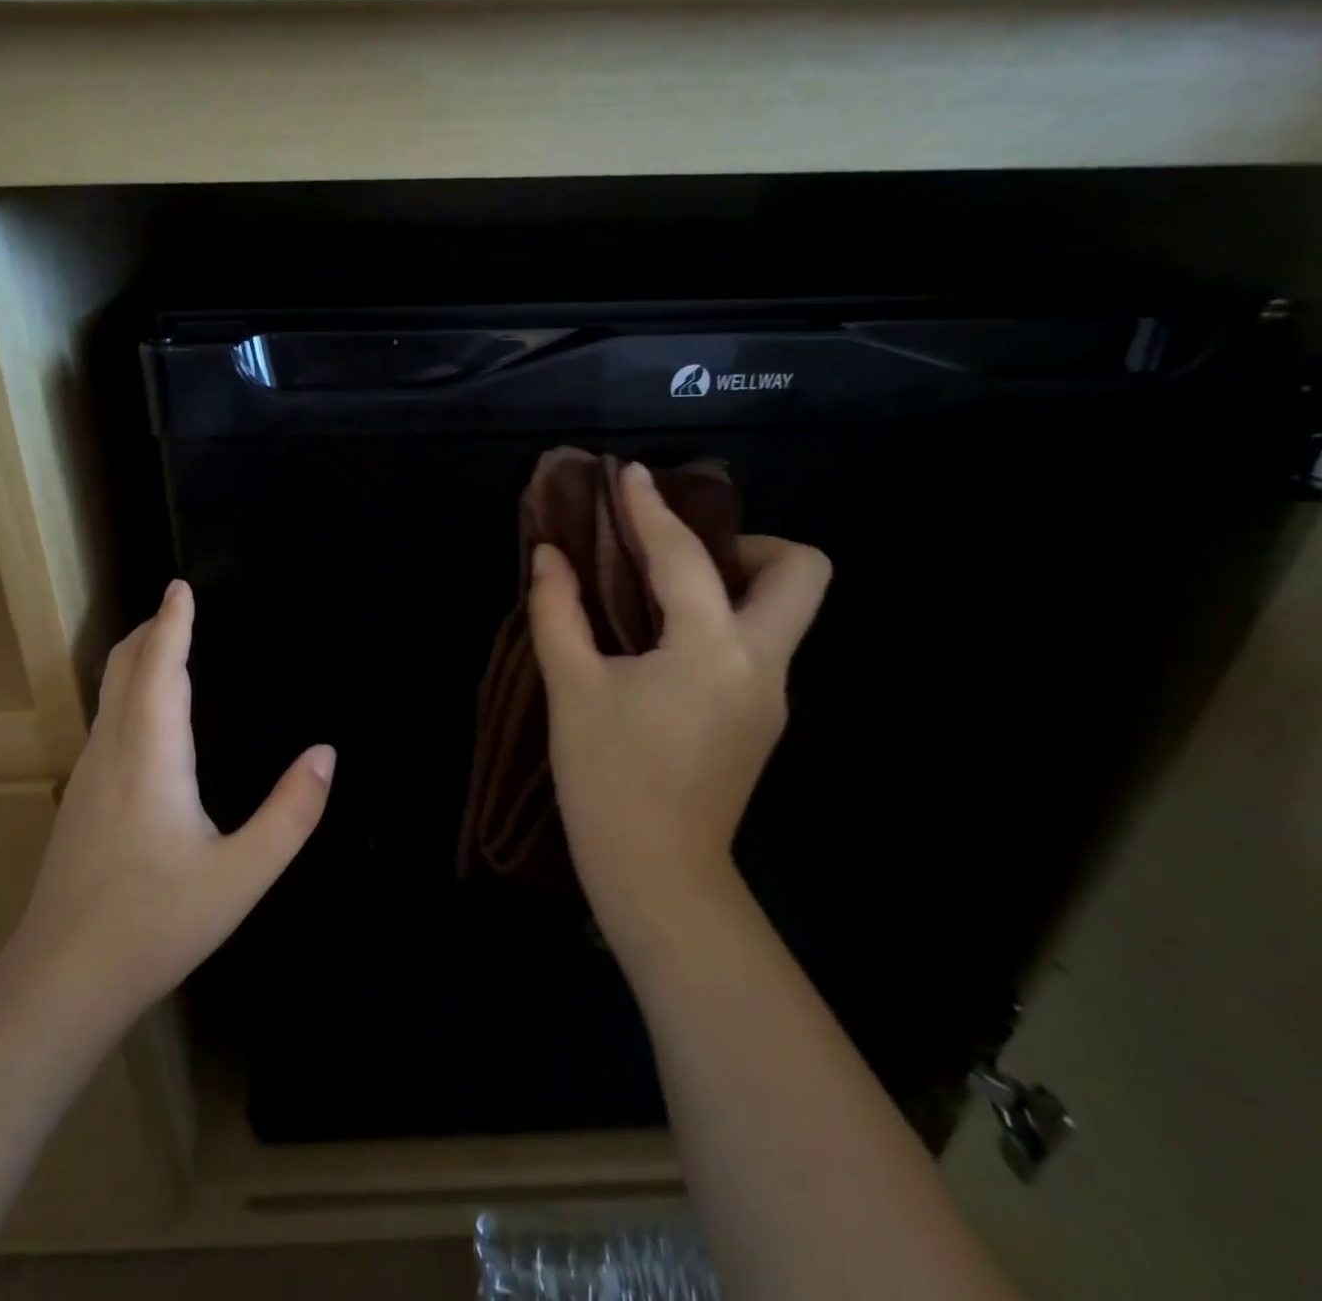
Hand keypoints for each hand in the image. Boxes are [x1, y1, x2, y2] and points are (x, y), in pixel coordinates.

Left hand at [7, 580, 333, 1030]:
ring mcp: (89, 776)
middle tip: (180, 607)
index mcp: (150, 756)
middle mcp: (112, 752)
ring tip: (168, 646)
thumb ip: (291, 813)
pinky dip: (130, 691)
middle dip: (150, 630)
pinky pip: (107, 720)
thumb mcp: (241, 874)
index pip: (160, 668)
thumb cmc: (155, 923)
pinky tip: (150, 716)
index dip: (172, 624)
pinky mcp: (81, 800)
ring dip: (138, 658)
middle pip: (123, 669)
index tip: (180, 586)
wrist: (61, 981)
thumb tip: (326, 753)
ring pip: (109, 695)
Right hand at [529, 461, 829, 977]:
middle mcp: (761, 662)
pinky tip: (664, 647)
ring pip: (783, 612)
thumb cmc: (608, 778)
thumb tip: (548, 556)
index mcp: (712, 648)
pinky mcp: (760, 721)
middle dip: (750, 544)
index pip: (685, 556)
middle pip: (802, 572)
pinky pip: (756, 647)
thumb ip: (558, 611)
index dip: (652, 508)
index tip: (630, 475)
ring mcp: (770, 695)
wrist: (657, 876)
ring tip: (661, 595)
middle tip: (681, 556)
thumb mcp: (572, 688)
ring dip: (733, 584)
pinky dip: (720, 624)